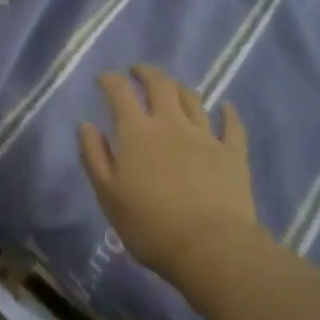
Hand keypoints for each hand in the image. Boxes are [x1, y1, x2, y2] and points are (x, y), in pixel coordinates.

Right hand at [78, 66, 266, 284]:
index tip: (104, 78)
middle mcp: (170, 124)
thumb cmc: (150, 225)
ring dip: (179, 88)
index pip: (119, 92)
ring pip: (192, 100)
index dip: (110, 80)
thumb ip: (94, 156)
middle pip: (160, 85)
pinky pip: (232, 127)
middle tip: (138, 71)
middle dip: (146, 73)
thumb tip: (86, 125)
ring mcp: (204, 136)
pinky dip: (229, 114)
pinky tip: (226, 108)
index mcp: (137, 132)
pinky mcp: (232, 155)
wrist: (211, 248)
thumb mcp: (108, 194)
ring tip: (172, 87)